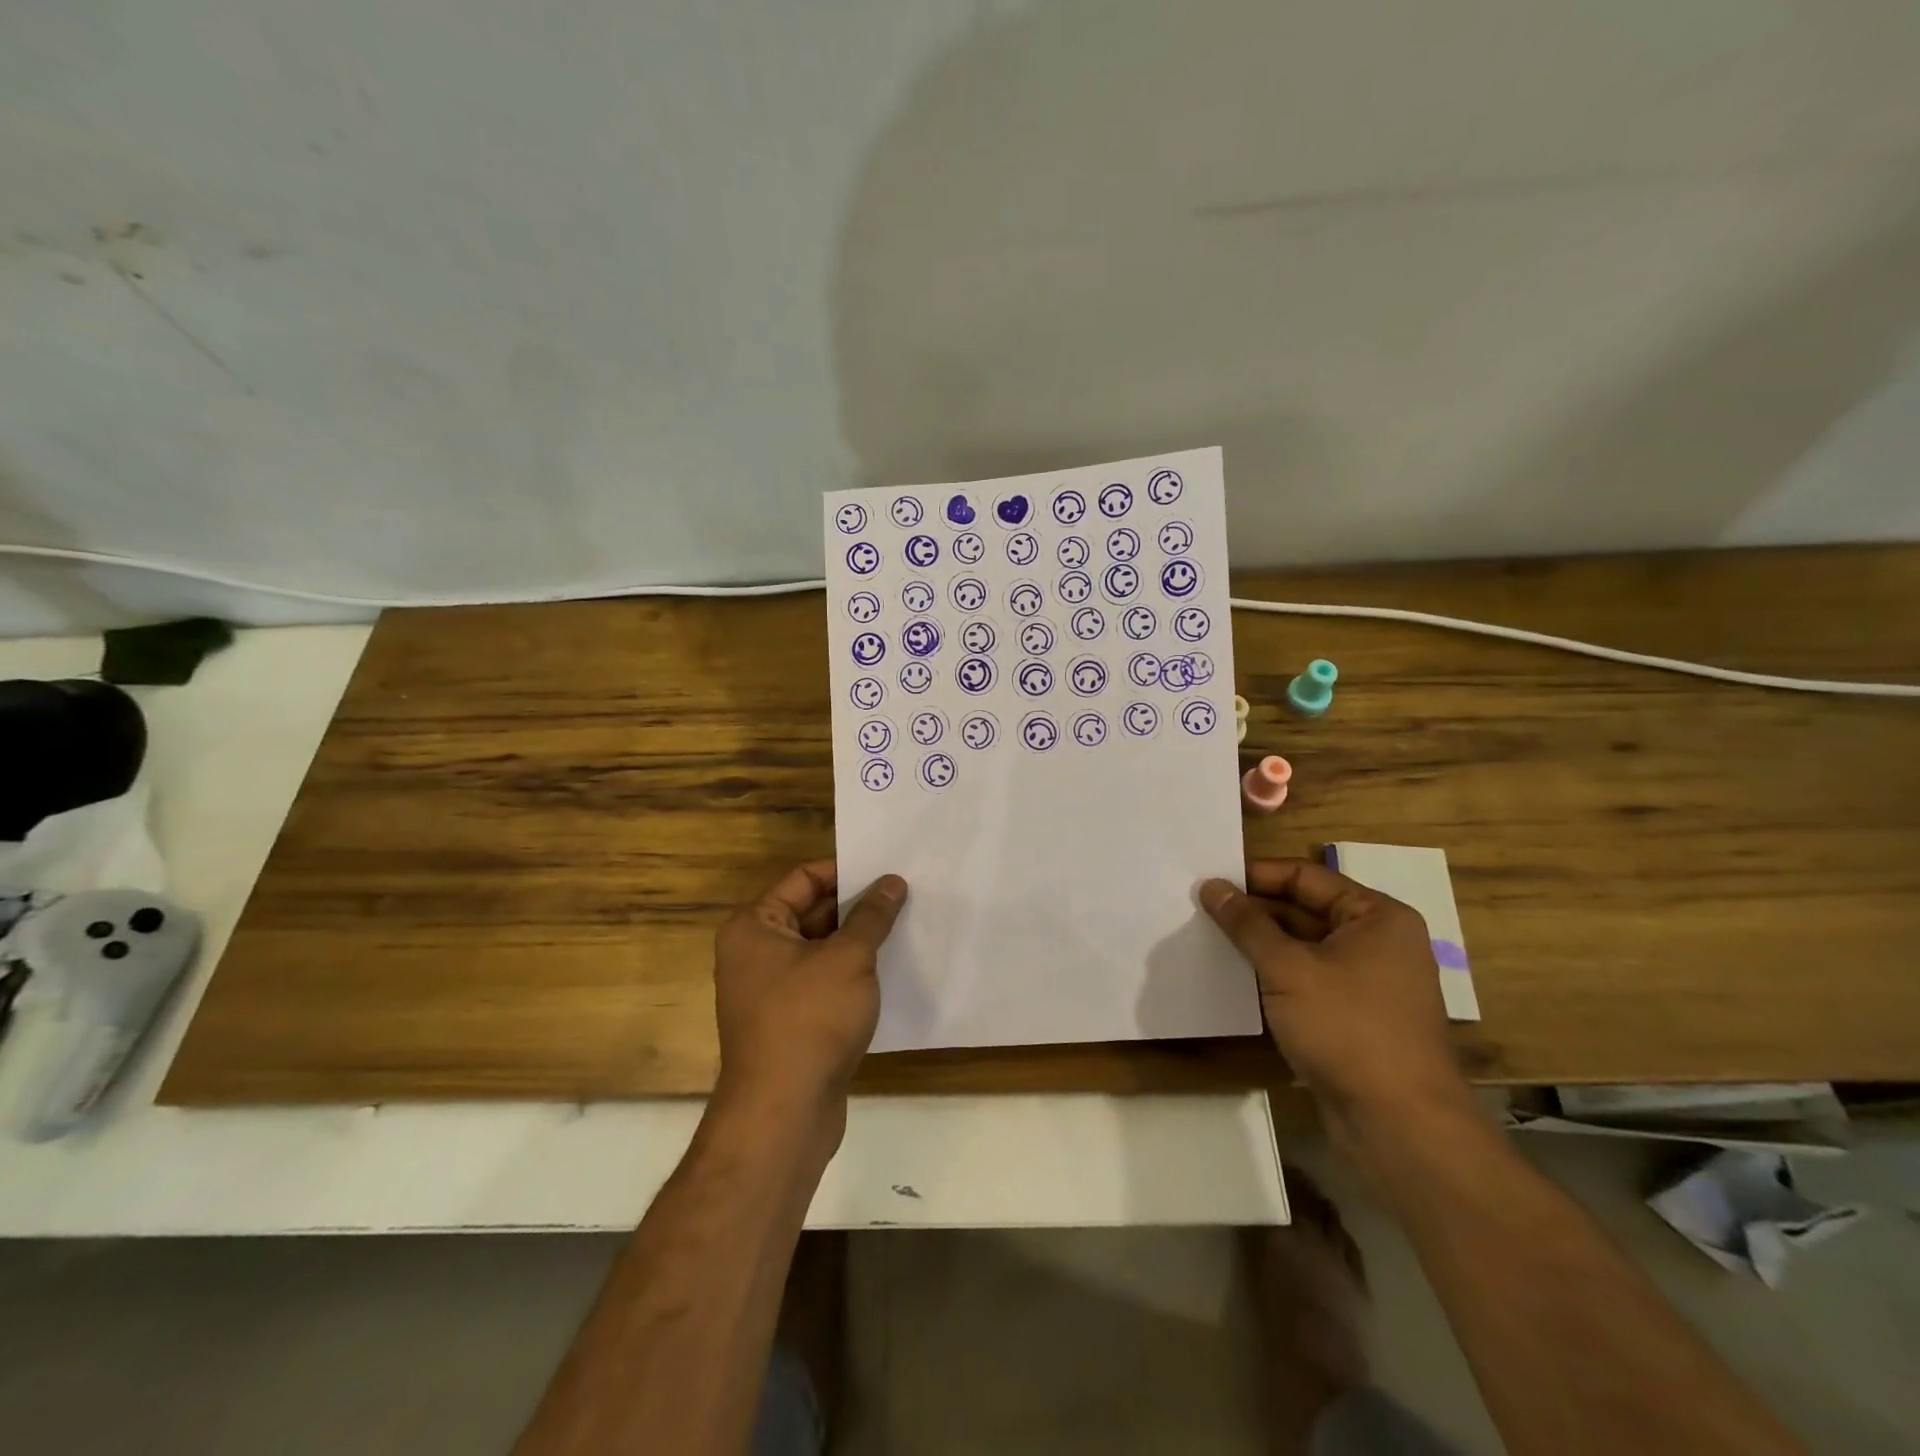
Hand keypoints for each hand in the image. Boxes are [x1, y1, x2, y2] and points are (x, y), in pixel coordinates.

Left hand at [712, 860, 906, 1142]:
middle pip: (812, 913)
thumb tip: (892, 882)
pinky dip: (853, 974)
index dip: (846, 870)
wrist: (784, 1113)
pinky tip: (893, 969)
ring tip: (907, 925)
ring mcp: (771, 990)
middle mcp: (755, 953)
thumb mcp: (849, 958)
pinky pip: (825, 982)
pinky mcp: (791, 1022)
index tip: (887, 868)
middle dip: (857, 906)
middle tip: (905, 893)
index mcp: (755, 926)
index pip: (804, 879)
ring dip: (859, 941)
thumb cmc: (809, 1020)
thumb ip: (872, 916)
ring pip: (822, 950)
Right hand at [1201, 860, 1475, 1158]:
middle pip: (1304, 909)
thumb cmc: (1348, 1029)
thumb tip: (1212, 886)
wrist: (1399, 1125)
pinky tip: (1234, 979)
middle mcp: (1378, 941)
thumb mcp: (1288, 969)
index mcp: (1376, 916)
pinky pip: (1308, 980)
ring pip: (1303, 947)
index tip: (1210, 881)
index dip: (1256, 876)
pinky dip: (1275, 976)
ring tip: (1208, 940)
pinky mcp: (1355, 1017)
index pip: (1305, 876)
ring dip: (1261, 945)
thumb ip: (1247, 924)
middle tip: (1200, 910)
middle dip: (1254, 912)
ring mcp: (1368, 982)